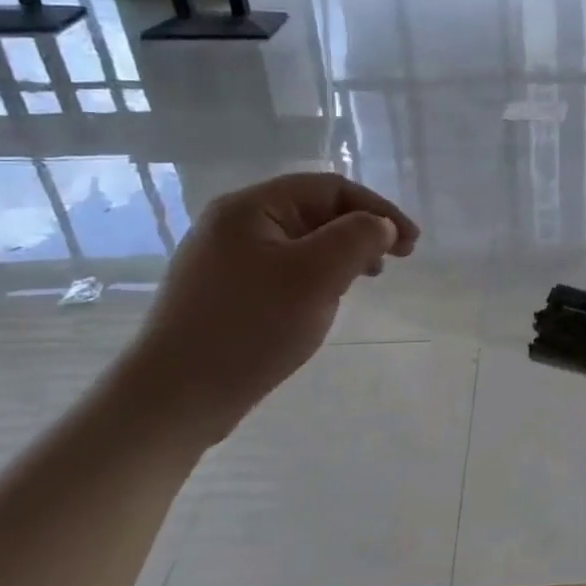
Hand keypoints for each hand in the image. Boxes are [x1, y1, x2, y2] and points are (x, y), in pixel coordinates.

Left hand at [115, 173, 419, 442]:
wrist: (174, 397)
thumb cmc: (250, 327)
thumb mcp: (316, 275)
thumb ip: (357, 238)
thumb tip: (379, 225)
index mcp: (250, 207)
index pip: (330, 188)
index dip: (378, 209)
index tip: (411, 245)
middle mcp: (233, 224)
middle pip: (314, 211)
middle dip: (360, 231)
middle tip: (393, 263)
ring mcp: (224, 259)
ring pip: (301, 242)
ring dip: (341, 254)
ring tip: (364, 281)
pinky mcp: (224, 292)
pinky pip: (283, 269)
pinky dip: (316, 276)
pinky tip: (323, 301)